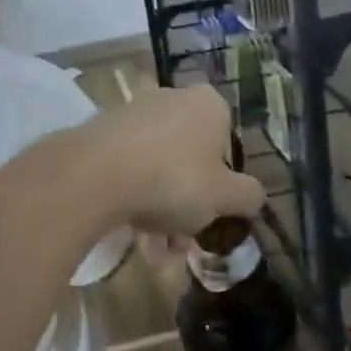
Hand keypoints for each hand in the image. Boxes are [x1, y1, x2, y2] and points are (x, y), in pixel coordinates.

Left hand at [83, 85, 264, 240]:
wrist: (96, 174)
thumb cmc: (174, 180)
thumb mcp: (224, 197)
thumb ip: (248, 196)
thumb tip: (254, 196)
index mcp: (209, 105)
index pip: (227, 144)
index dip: (222, 185)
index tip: (212, 216)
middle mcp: (172, 98)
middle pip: (189, 160)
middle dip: (187, 207)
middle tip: (180, 244)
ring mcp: (133, 113)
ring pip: (157, 168)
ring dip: (159, 212)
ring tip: (152, 252)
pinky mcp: (101, 131)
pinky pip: (127, 168)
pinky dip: (132, 198)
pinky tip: (129, 233)